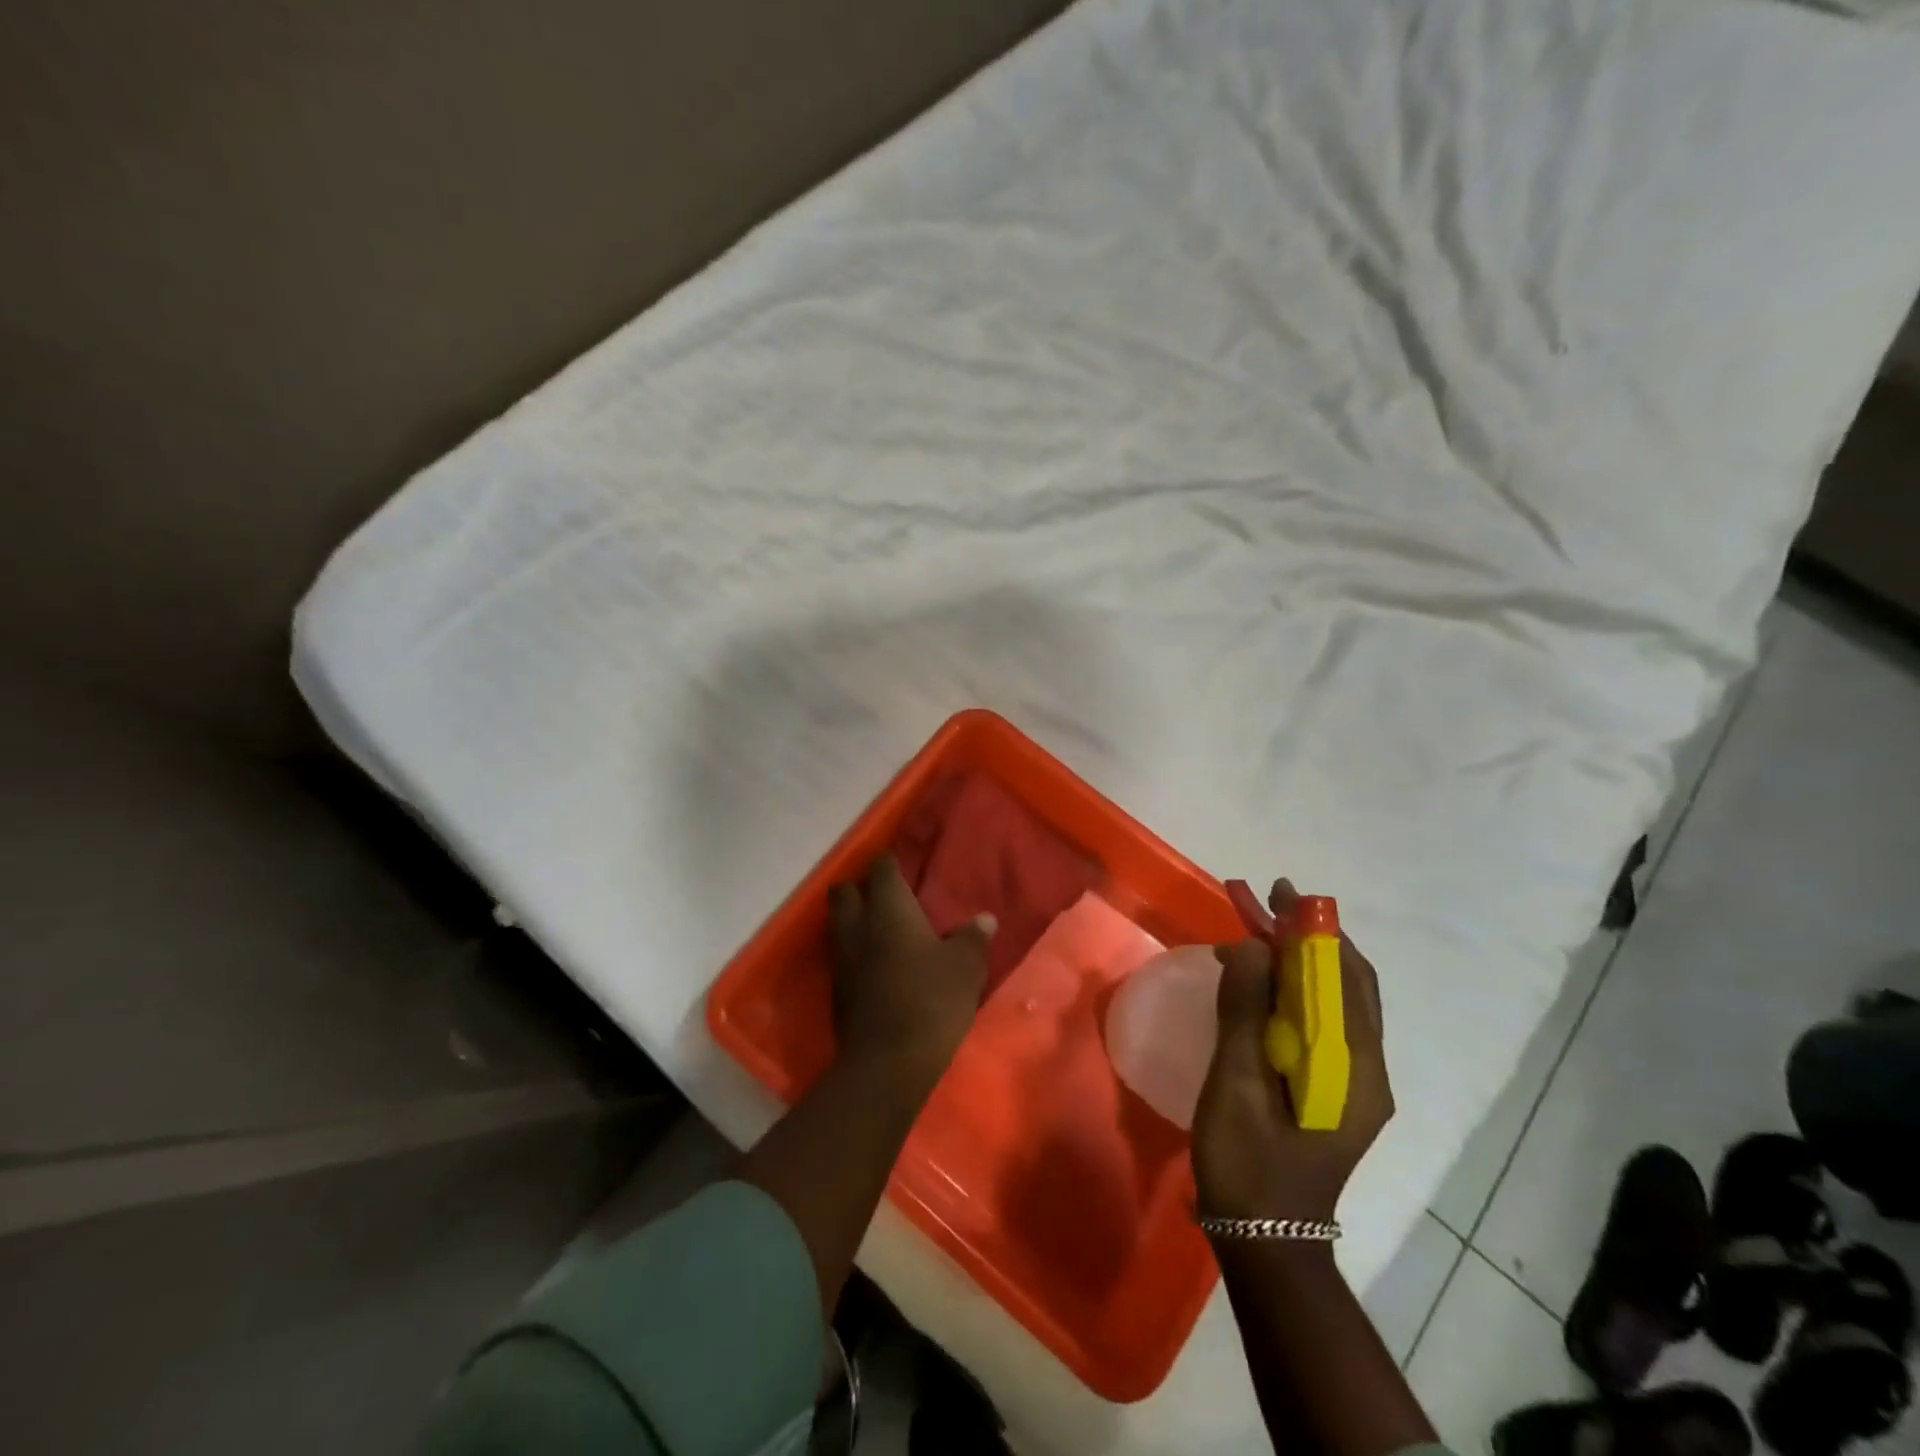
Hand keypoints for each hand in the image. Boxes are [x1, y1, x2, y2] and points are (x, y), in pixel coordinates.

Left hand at [828, 855, 995, 1076]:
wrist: (887, 1063)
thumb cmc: (931, 1000)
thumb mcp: (965, 967)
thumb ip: (973, 938)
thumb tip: (984, 919)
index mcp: (887, 909)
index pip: (881, 869)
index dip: (890, 863)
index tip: (904, 865)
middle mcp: (857, 926)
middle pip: (845, 891)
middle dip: (861, 887)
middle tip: (887, 896)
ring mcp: (841, 958)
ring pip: (839, 923)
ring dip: (855, 920)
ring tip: (882, 928)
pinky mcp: (837, 989)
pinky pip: (842, 954)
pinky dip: (855, 950)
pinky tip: (878, 963)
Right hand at [1192, 880, 1393, 1224]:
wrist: (1265, 1242)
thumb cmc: (1249, 1165)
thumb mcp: (1238, 1086)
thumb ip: (1245, 1013)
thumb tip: (1252, 947)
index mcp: (1356, 1069)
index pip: (1345, 979)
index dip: (1315, 931)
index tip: (1280, 895)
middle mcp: (1367, 1069)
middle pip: (1346, 984)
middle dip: (1307, 939)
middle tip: (1262, 907)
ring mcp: (1352, 1081)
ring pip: (1333, 1001)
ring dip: (1296, 962)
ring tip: (1249, 939)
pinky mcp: (1332, 1088)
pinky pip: (1319, 1023)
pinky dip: (1291, 991)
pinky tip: (1256, 986)